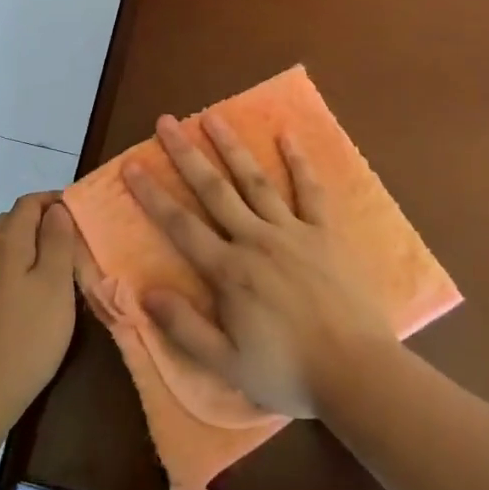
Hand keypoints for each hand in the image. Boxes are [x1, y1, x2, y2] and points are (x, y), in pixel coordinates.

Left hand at [0, 193, 81, 423]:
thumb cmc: (26, 335)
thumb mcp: (55, 284)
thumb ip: (57, 241)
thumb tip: (56, 209)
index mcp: (6, 242)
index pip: (28, 203)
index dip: (54, 201)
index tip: (81, 214)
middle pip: (13, 222)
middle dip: (42, 222)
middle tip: (74, 241)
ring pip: (4, 248)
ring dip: (30, 247)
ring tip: (59, 268)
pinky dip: (18, 269)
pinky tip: (33, 297)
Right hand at [124, 114, 398, 418]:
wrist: (357, 372)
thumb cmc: (288, 372)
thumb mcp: (226, 364)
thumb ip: (184, 326)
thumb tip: (145, 291)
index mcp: (229, 271)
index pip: (180, 225)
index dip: (152, 195)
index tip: (131, 165)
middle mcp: (255, 240)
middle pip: (213, 190)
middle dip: (186, 155)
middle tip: (166, 122)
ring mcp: (293, 232)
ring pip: (255, 181)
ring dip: (231, 147)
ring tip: (212, 117)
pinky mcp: (325, 233)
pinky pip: (310, 191)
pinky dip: (298, 162)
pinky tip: (287, 136)